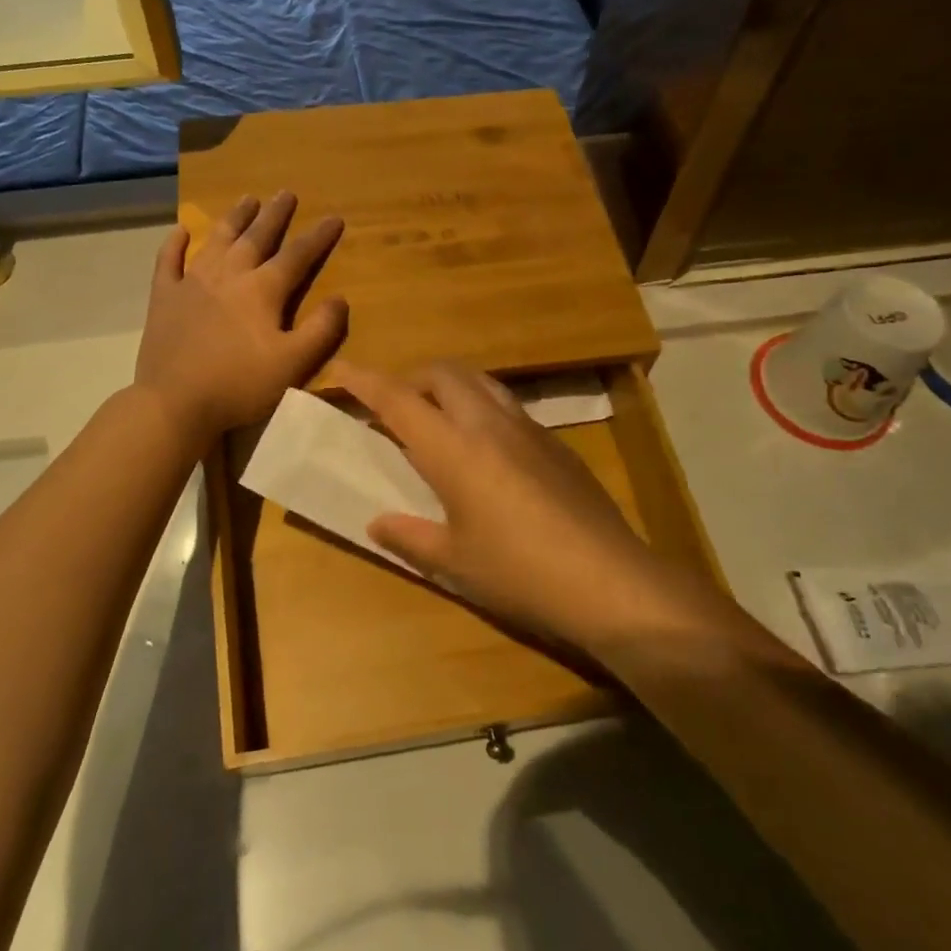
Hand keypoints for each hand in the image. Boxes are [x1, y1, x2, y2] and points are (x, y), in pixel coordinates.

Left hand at [136, 193, 346, 448]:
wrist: (175, 403)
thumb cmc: (239, 385)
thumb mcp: (293, 364)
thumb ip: (321, 330)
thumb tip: (340, 299)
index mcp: (262, 290)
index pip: (297, 256)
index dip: (318, 237)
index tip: (334, 217)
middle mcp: (228, 275)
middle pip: (256, 237)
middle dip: (275, 214)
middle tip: (286, 192)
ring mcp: (192, 283)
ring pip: (217, 240)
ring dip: (234, 218)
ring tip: (247, 199)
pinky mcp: (163, 298)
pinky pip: (168, 262)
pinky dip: (174, 244)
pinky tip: (180, 231)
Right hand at [333, 361, 736, 660]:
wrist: (610, 581)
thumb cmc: (519, 572)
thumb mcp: (454, 562)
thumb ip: (410, 537)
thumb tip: (378, 523)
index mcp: (454, 448)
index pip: (398, 399)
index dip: (364, 380)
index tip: (339, 369)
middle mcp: (489, 424)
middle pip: (443, 373)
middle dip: (410, 379)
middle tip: (393, 410)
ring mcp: (529, 429)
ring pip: (480, 381)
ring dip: (449, 387)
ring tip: (437, 421)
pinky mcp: (556, 444)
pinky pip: (507, 405)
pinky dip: (481, 408)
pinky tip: (486, 451)